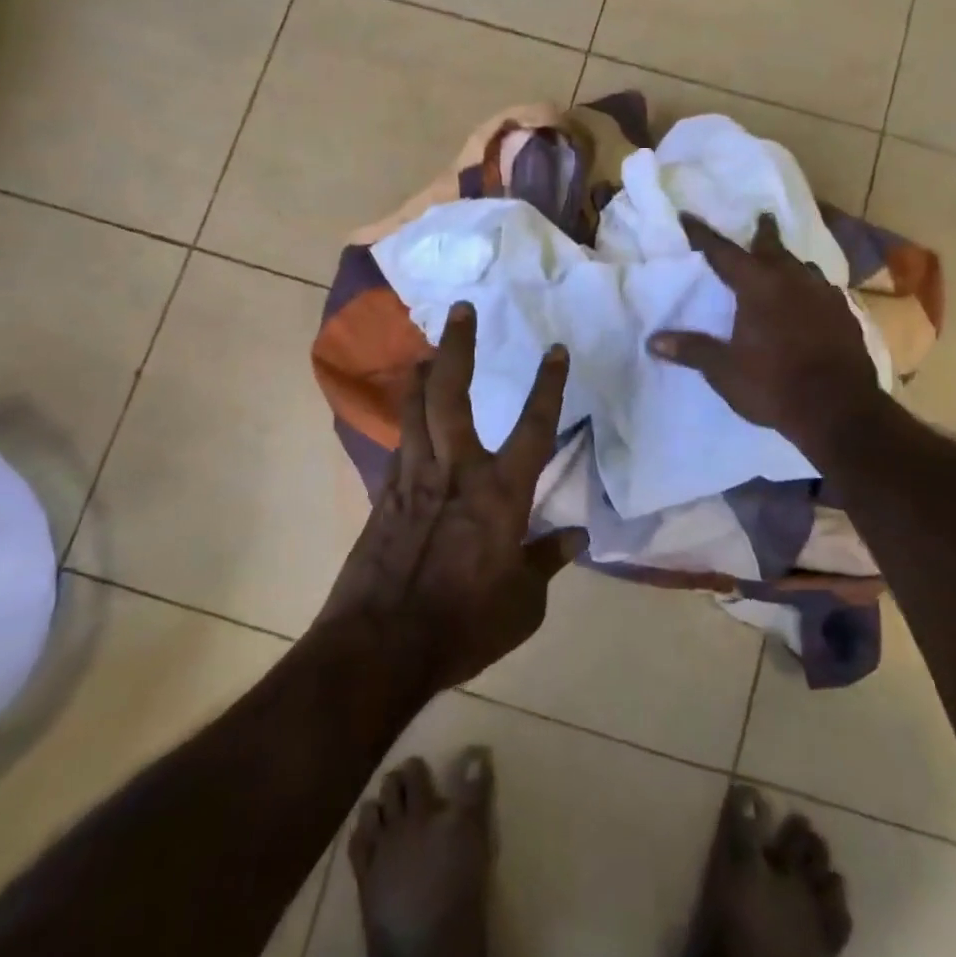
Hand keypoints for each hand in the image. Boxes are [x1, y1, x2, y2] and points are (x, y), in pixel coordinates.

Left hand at [319, 301, 583, 693]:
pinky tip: (407, 417)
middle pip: (452, 393)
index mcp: (501, 494)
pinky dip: (405, 421)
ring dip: (423, 373)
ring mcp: (413, 479)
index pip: (534, 427)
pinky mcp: (383, 496)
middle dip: (459, 346)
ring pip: (414, 409)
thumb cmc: (464, 625)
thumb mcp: (524, 604)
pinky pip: (398, 444)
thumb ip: (546, 561)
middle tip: (462, 310)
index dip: (548, 386)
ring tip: (429, 349)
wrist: (380, 646)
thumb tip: (574, 535)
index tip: (556, 350)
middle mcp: (456, 472)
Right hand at [646, 212, 886, 461]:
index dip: (704, 236)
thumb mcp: (724, 371)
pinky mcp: (846, 316)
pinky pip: (823, 291)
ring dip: (789, 261)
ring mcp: (824, 297)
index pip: (724, 253)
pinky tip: (811, 300)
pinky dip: (810, 288)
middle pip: (773, 249)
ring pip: (803, 268)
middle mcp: (793, 282)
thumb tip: (653, 340)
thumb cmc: (773, 385)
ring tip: (784, 262)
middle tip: (761, 218)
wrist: (839, 410)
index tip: (689, 217)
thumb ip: (691, 350)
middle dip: (763, 234)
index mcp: (759, 287)